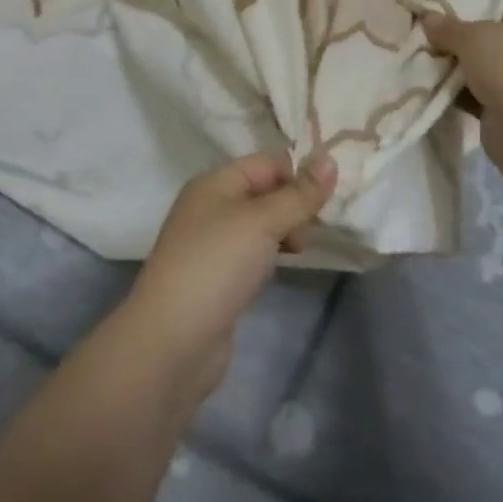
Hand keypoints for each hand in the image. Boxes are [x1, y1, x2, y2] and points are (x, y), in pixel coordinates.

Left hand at [123, 152, 338, 402]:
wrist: (171, 342)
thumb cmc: (216, 266)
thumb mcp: (262, 222)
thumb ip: (299, 194)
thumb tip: (330, 159)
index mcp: (214, 183)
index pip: (266, 163)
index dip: (298, 174)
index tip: (331, 198)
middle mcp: (210, 207)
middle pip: (263, 192)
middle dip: (294, 205)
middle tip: (317, 230)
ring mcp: (212, 244)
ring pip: (260, 224)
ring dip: (285, 231)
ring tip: (304, 249)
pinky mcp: (217, 277)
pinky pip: (252, 253)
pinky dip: (271, 255)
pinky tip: (283, 268)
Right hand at [424, 0, 502, 157]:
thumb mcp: (472, 37)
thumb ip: (447, 26)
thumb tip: (427, 17)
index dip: (473, 8)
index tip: (441, 12)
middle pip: (490, 39)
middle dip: (459, 41)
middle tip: (428, 37)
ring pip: (482, 68)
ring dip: (457, 68)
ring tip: (424, 60)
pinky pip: (478, 94)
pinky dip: (458, 92)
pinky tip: (432, 86)